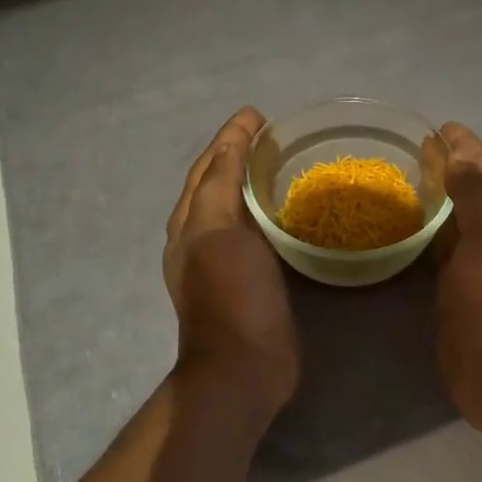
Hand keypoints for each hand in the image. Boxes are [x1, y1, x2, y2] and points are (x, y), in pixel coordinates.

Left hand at [165, 108, 298, 416]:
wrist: (243, 367)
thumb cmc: (231, 296)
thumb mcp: (219, 233)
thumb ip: (221, 186)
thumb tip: (229, 145)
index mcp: (190, 223)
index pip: (208, 167)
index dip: (229, 138)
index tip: (257, 114)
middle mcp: (202, 238)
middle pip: (218, 184)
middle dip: (239, 156)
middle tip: (274, 136)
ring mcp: (226, 262)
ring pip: (237, 209)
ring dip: (253, 183)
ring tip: (284, 164)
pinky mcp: (252, 280)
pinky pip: (258, 234)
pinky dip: (269, 214)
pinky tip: (291, 213)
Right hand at [434, 123, 481, 438]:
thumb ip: (478, 196)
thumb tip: (461, 162)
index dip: (470, 147)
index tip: (442, 126)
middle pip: (478, 192)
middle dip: (454, 167)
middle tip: (421, 148)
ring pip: (460, 220)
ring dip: (442, 197)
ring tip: (413, 178)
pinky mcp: (460, 290)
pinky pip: (444, 249)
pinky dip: (431, 231)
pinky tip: (412, 226)